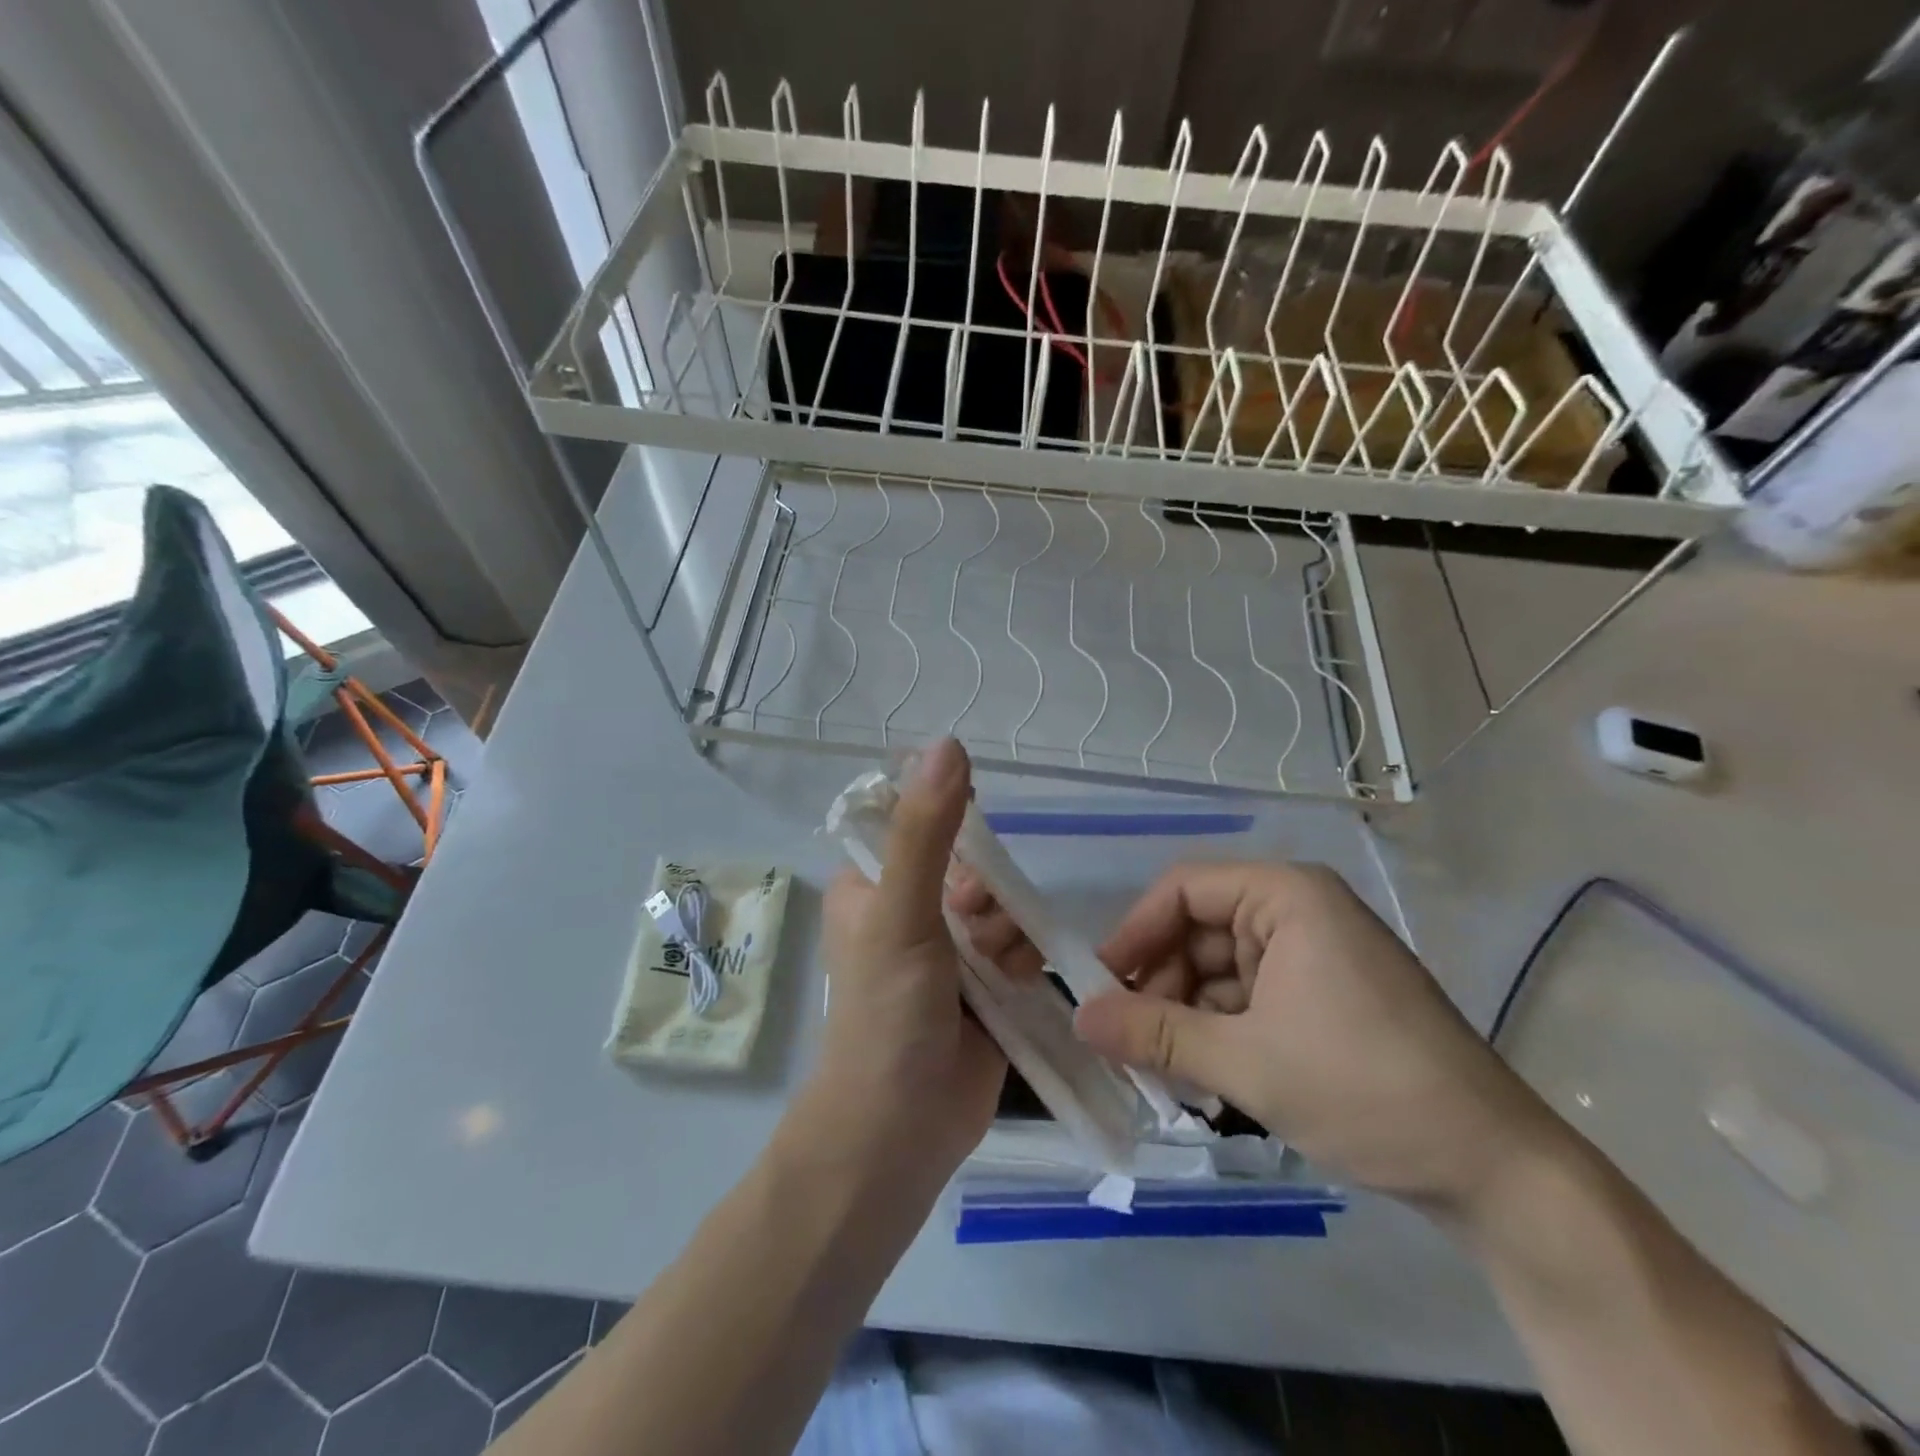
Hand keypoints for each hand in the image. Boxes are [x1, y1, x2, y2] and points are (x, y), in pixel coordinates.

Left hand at [800, 739, 1004, 1188]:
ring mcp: (949, 950)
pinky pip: (1019, 943)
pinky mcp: (985, 985)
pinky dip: (1023, 958)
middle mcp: (908, 909)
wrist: (900, 1132)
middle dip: (983, 896)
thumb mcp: (900, 914)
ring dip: (1006, 930)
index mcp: (870, 884)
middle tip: (970, 931)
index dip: (951, 829)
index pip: (919, 823)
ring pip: (1001, 904)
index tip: (963, 860)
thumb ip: (925, 832)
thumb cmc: (885, 1014)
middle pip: (971, 865)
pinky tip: (1015, 984)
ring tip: (992, 970)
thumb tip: (948, 743)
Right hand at [1077, 861, 1570, 1216]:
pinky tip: (1203, 1075)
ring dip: (1186, 1013)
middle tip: (1126, 1039)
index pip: (1184, 889)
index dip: (1135, 932)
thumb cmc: (1363, 1088)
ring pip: (1221, 969)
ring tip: (1161, 1068)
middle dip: (1160, 983)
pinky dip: (1220, 1029)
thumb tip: (1078, 1019)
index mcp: (1287, 896)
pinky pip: (1250, 997)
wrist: (1493, 1170)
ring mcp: (1315, 955)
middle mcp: (1299, 911)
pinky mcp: (1325, 997)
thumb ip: (1154, 1035)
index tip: (1100, 984)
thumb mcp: (1245, 1062)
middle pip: (1200, 930)